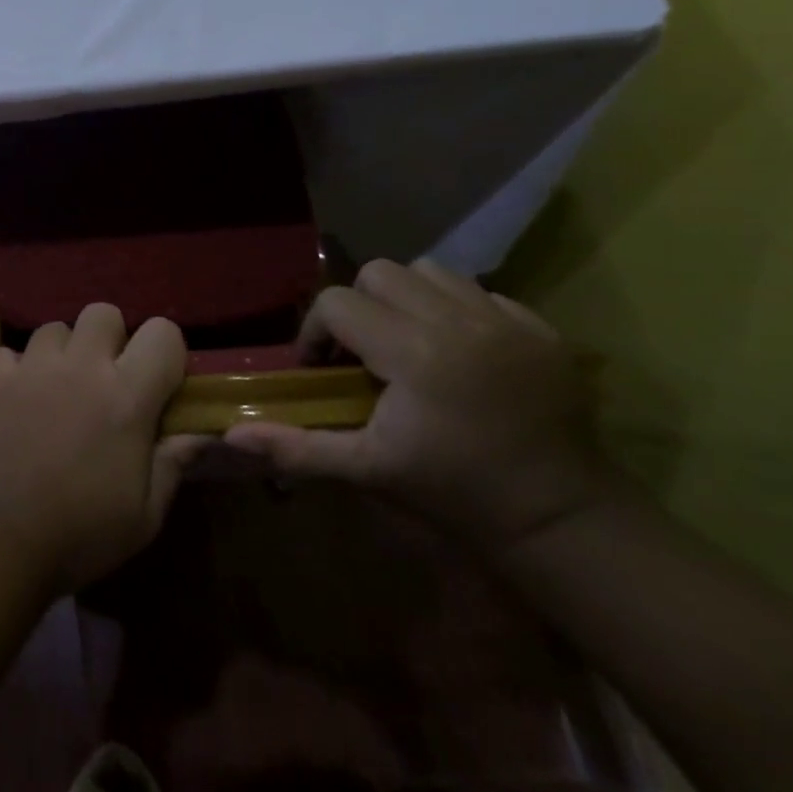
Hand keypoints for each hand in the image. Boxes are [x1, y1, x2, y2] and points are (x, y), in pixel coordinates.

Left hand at [0, 303, 197, 596]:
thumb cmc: (80, 534)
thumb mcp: (145, 515)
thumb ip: (173, 462)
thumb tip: (201, 432)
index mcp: (126, 395)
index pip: (163, 332)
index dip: (165, 352)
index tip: (158, 381)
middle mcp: (80, 366)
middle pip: (103, 313)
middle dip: (110, 339)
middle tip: (105, 378)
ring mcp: (31, 367)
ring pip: (54, 328)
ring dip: (62, 353)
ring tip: (58, 389)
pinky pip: (10, 353)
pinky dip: (17, 370)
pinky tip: (17, 400)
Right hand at [225, 259, 620, 553]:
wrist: (561, 520)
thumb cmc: (453, 493)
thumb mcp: (367, 470)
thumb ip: (297, 447)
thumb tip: (230, 435)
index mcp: (415, 353)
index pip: (338, 304)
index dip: (317, 332)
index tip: (323, 370)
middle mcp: (460, 322)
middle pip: (380, 273)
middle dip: (359, 306)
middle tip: (363, 352)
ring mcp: (507, 322)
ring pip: (431, 271)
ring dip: (406, 299)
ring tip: (408, 342)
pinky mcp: (543, 331)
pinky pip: (482, 292)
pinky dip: (457, 309)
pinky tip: (458, 352)